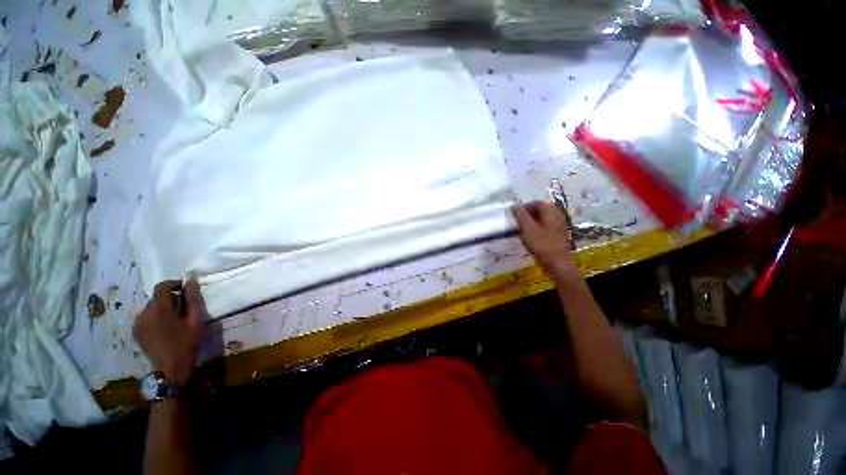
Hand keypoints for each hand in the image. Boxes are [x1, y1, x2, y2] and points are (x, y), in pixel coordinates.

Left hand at [133, 279, 205, 385]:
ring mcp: (137, 324)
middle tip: (186, 309)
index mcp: (158, 309)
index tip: (187, 290)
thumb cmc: (187, 343)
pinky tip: (167, 328)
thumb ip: (193, 299)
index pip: (162, 287)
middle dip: (171, 299)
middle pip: (157, 297)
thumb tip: (191, 281)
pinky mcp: (136, 332)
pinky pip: (147, 317)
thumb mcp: (195, 320)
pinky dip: (157, 317)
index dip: (175, 284)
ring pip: (152, 307)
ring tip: (177, 320)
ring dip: (164, 309)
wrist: (171, 369)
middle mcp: (143, 313)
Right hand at [511, 201, 579, 280]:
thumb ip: (521, 216)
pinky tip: (533, 236)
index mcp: (551, 213)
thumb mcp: (528, 229)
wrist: (558, 264)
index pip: (538, 203)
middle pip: (543, 210)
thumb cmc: (542, 245)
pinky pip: (548, 227)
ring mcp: (561, 227)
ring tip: (524, 228)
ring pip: (546, 219)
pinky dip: (539, 228)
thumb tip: (514, 205)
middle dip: (530, 213)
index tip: (515, 213)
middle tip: (519, 220)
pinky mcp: (560, 236)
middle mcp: (558, 217)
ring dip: (534, 221)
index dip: (525, 206)